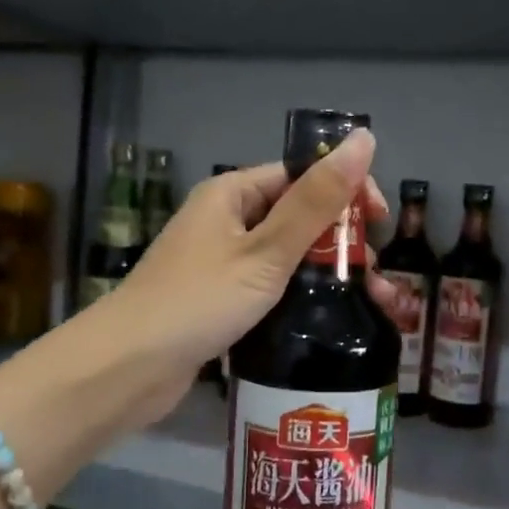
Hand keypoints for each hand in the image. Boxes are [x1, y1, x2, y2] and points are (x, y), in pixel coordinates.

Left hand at [94, 130, 399, 425]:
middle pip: (295, 215)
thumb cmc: (199, 301)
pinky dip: (299, 294)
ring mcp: (220, 262)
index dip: (345, 192)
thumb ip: (317, 201)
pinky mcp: (219, 299)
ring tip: (363, 298)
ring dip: (324, 270)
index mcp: (231, 193)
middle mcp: (224, 220)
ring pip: (285, 254)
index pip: (300, 174)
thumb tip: (363, 139)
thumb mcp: (266, 251)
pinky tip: (325, 315)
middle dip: (339, 239)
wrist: (128, 368)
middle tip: (374, 273)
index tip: (380, 223)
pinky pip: (269, 285)